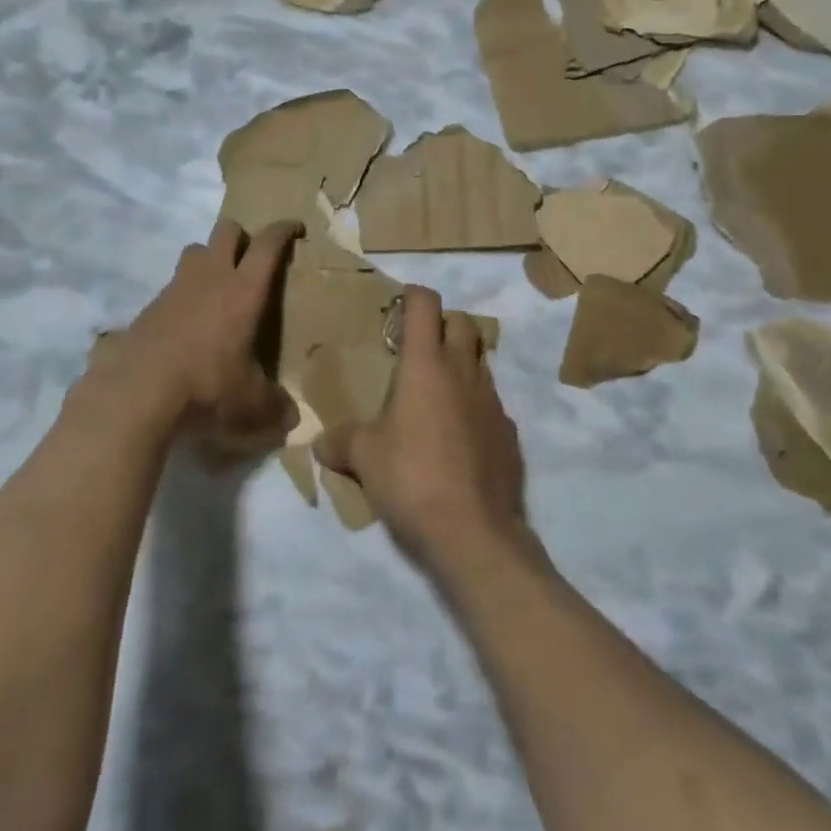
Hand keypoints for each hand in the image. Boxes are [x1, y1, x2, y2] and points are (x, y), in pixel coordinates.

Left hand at [95, 218, 301, 449]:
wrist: (138, 393)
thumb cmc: (207, 387)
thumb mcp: (250, 404)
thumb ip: (275, 407)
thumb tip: (292, 420)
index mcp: (243, 290)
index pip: (268, 245)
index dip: (283, 230)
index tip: (295, 227)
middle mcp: (211, 277)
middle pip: (226, 230)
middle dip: (243, 236)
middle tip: (252, 258)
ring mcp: (176, 287)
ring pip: (195, 250)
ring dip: (210, 258)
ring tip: (218, 287)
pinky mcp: (150, 306)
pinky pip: (173, 285)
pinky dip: (185, 293)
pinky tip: (188, 324)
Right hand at [314, 286, 529, 573]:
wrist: (474, 533)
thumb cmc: (412, 479)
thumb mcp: (364, 458)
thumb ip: (341, 442)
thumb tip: (321, 444)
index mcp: (426, 365)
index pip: (424, 304)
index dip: (411, 296)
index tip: (397, 309)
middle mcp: (464, 372)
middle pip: (462, 322)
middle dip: (442, 325)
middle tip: (417, 351)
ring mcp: (493, 401)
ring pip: (480, 361)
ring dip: (460, 365)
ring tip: (434, 397)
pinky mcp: (509, 434)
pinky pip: (491, 405)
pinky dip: (475, 408)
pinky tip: (458, 439)